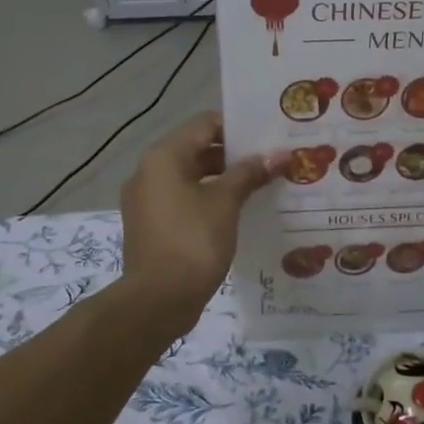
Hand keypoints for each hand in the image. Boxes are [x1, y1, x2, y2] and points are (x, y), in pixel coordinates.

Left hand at [119, 112, 278, 328]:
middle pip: (197, 149)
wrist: (158, 299)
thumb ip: (250, 173)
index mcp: (164, 157)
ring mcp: (146, 200)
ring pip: (190, 177)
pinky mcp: (150, 225)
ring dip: (223, 180)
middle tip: (270, 163)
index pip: (205, 124)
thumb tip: (277, 155)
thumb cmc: (193, 241)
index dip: (238, 128)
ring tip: (259, 188)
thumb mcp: (226, 203)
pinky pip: (183, 201)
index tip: (268, 138)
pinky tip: (236, 213)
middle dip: (234, 156)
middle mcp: (149, 172)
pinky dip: (207, 200)